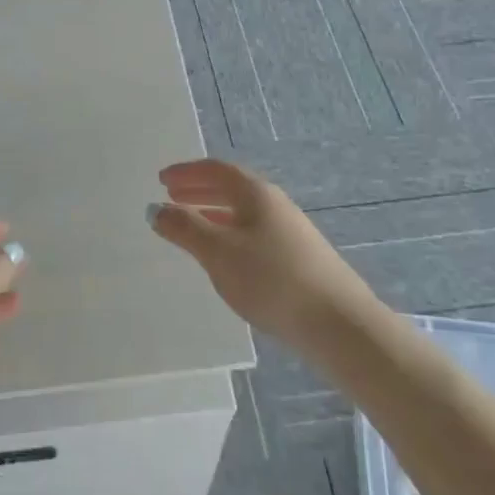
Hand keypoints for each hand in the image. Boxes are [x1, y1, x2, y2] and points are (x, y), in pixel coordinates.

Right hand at [150, 159, 377, 353]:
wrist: (339, 324)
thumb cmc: (272, 280)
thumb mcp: (219, 253)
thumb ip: (185, 228)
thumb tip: (155, 208)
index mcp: (256, 193)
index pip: (216, 170)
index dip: (186, 172)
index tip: (161, 180)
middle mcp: (274, 204)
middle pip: (231, 188)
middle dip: (198, 190)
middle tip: (172, 196)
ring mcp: (290, 231)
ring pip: (242, 212)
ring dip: (213, 212)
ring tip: (190, 224)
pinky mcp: (298, 258)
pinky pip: (253, 232)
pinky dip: (229, 233)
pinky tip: (225, 257)